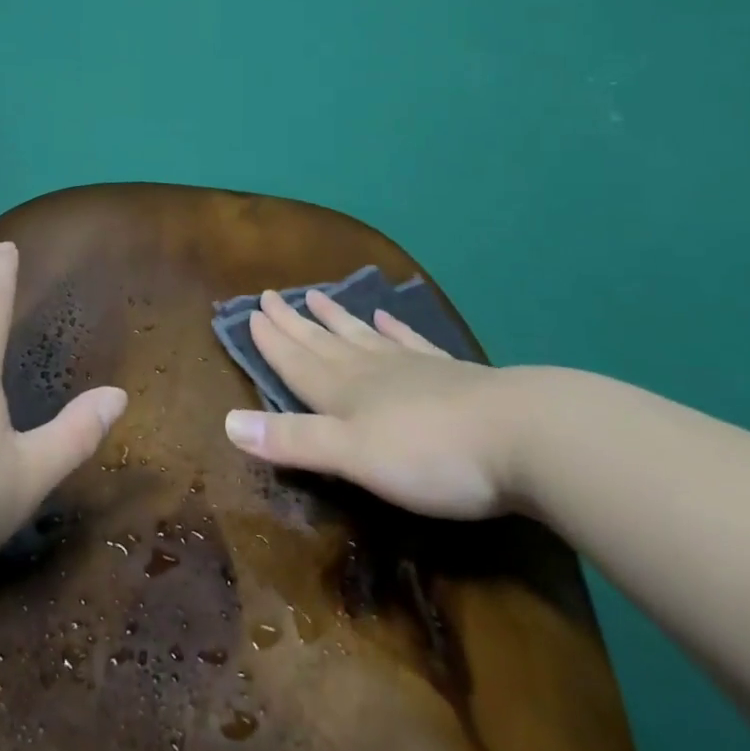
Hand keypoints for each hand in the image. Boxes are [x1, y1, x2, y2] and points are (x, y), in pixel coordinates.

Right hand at [222, 286, 537, 519]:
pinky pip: (410, 342)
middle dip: (293, 322)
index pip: (296, 360)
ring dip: (336, 318)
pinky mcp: (449, 374)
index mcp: (344, 392)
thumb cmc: (430, 455)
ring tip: (316, 295)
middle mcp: (370, 371)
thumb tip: (226, 423)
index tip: (251, 312)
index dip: (271, 340)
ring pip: (362, 336)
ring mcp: (412, 367)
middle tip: (271, 295)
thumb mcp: (352, 456)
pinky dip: (394, 328)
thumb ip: (293, 440)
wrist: (523, 436)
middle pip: (323, 342)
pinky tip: (388, 316)